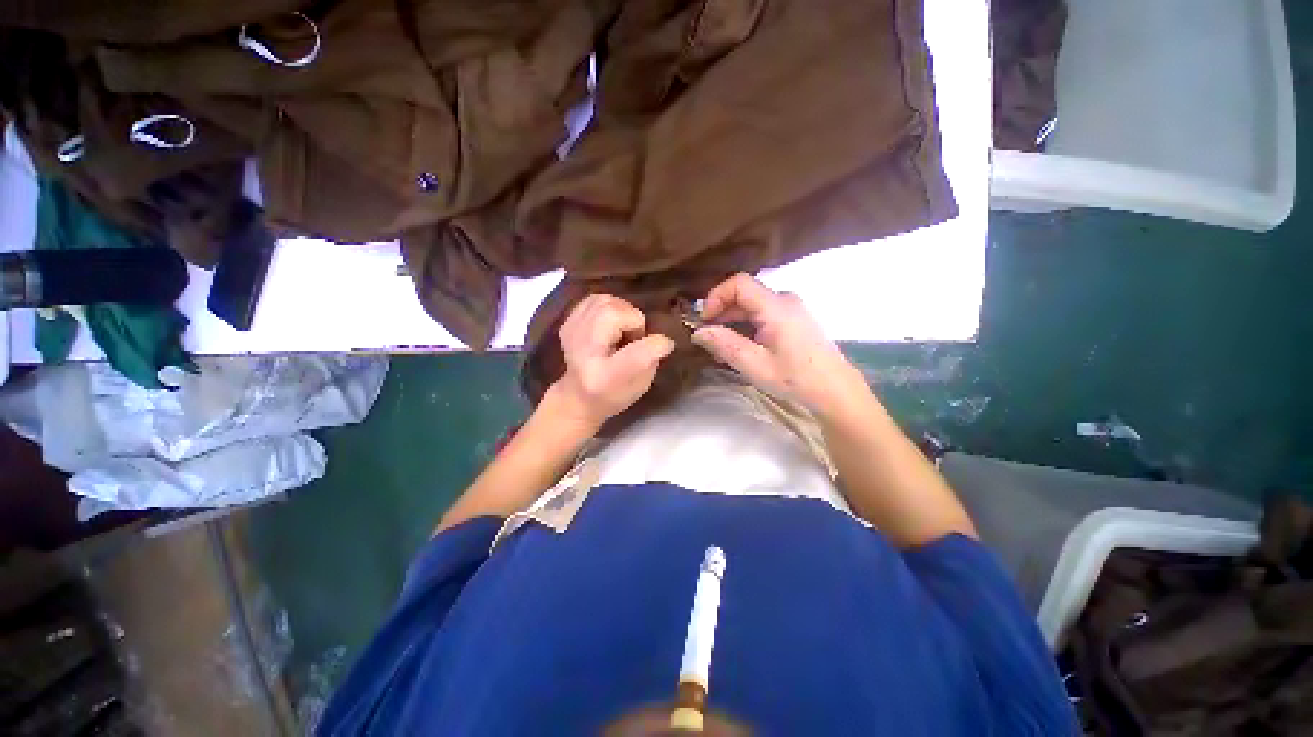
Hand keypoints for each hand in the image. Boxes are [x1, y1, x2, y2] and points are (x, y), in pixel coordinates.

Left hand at [549, 294, 675, 429]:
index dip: (655, 345)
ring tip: (623, 329)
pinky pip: (594, 299)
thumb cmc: (615, 392)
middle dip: (634, 320)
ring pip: (604, 301)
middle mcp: (584, 353)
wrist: (578, 395)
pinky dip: (609, 306)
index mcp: (606, 377)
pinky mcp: (568, 322)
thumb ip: (652, 359)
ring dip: (623, 311)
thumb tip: (659, 337)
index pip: (635, 355)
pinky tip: (611, 323)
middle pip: (612, 315)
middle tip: (635, 337)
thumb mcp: (641, 384)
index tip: (665, 345)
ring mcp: (571, 334)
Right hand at [692, 274, 864, 415]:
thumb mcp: (755, 365)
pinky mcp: (793, 319)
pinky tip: (740, 346)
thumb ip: (725, 345)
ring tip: (720, 346)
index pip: (739, 283)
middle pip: (744, 294)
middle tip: (707, 337)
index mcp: (776, 307)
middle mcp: (784, 300)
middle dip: (721, 312)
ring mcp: (790, 308)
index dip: (716, 297)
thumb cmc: (795, 378)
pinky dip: (746, 325)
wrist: (835, 389)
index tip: (704, 320)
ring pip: (751, 305)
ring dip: (732, 321)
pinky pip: (762, 314)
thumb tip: (698, 332)